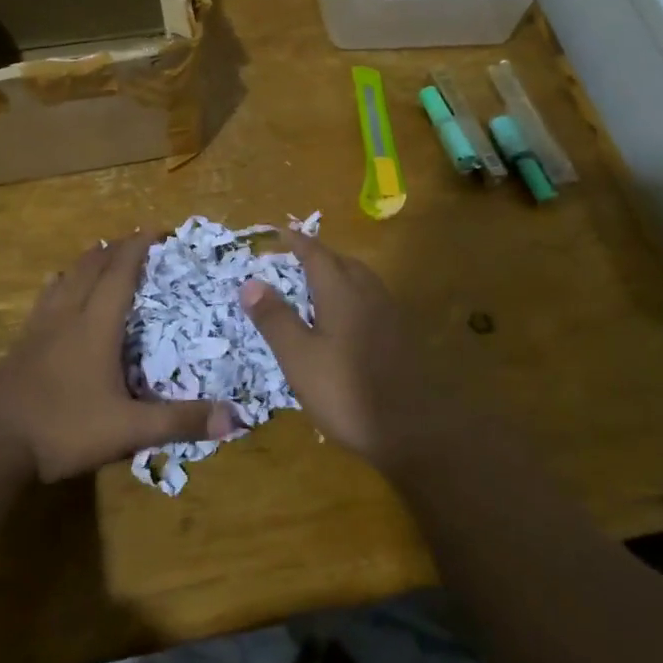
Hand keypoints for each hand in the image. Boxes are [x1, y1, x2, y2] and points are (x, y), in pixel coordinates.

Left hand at [0, 231, 235, 482]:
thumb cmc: (62, 428)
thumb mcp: (127, 430)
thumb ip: (178, 422)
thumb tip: (235, 418)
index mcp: (96, 327)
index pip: (120, 275)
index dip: (137, 248)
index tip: (154, 228)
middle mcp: (68, 317)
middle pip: (91, 269)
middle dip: (114, 249)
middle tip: (132, 238)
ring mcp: (39, 330)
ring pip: (64, 280)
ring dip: (85, 262)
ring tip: (97, 251)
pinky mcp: (20, 346)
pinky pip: (43, 300)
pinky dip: (56, 284)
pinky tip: (52, 285)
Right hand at [239, 231, 434, 469]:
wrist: (412, 430)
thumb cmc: (345, 391)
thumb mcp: (298, 357)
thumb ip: (275, 318)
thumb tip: (250, 281)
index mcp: (342, 292)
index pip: (316, 254)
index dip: (298, 242)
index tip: (282, 232)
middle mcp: (369, 294)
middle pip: (343, 262)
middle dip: (319, 256)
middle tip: (296, 259)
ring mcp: (390, 315)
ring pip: (362, 280)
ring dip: (339, 273)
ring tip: (318, 285)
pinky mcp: (402, 336)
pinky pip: (372, 300)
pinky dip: (353, 295)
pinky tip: (345, 320)